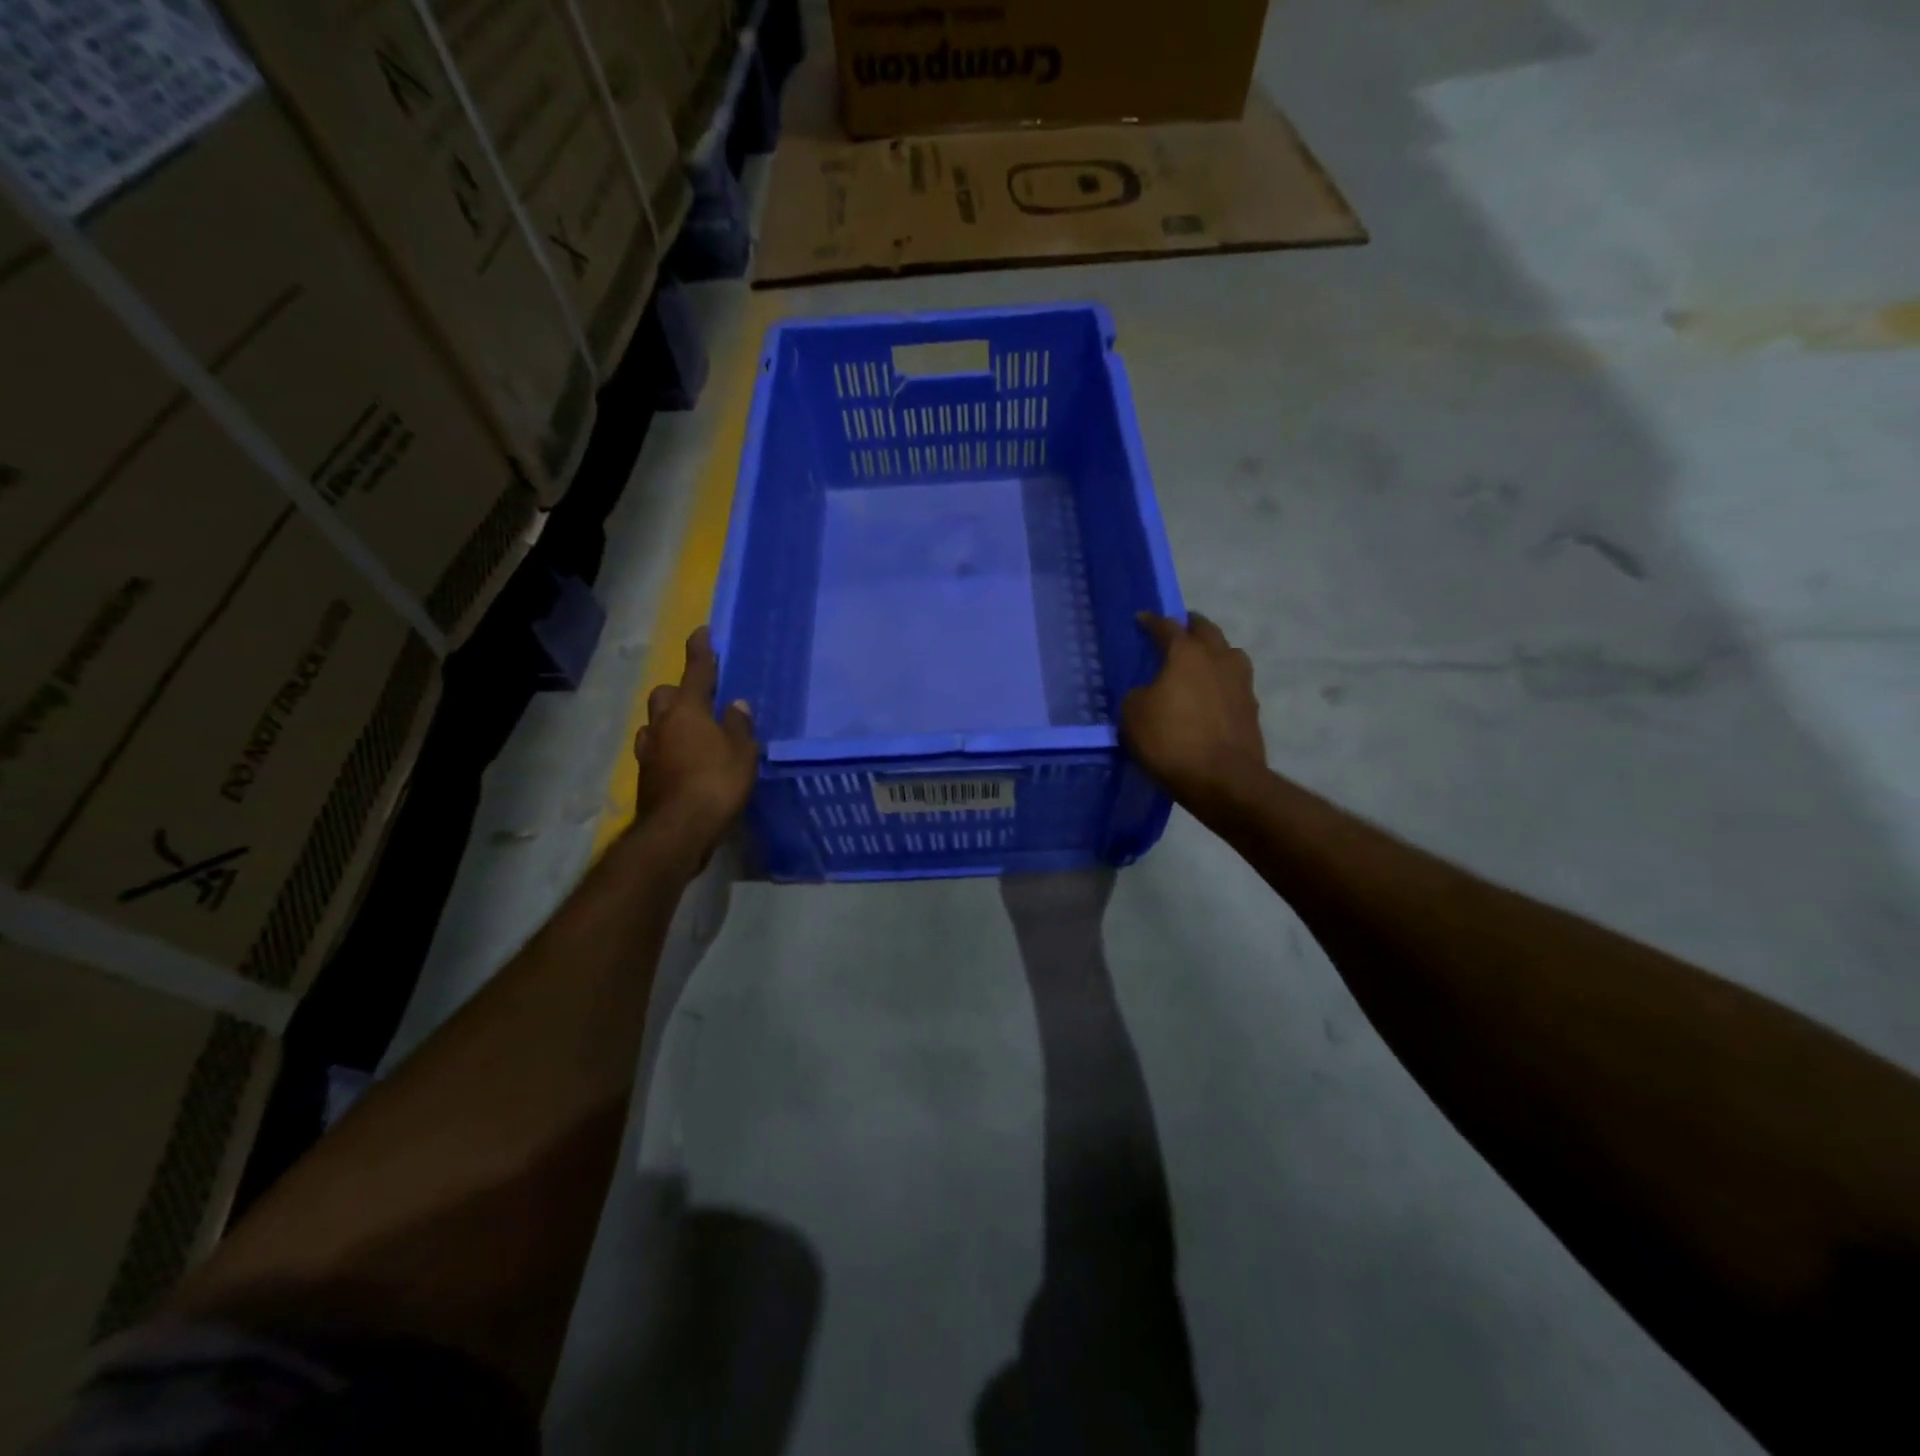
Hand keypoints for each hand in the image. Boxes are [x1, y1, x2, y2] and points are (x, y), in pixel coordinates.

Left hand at [634, 627, 758, 854]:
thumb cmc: (716, 783)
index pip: (696, 671)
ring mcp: (649, 752)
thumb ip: (739, 726)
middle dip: (680, 691)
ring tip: (691, 733)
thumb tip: (736, 705)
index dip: (700, 651)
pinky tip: (683, 762)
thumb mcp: (742, 753)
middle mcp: (663, 725)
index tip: (702, 631)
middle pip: (665, 695)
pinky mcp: (646, 777)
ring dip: (669, 722)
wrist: (678, 831)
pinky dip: (668, 749)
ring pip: (655, 724)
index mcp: (688, 711)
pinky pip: (656, 751)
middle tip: (700, 699)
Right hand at [1121, 612, 1267, 813]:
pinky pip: (1234, 683)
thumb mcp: (1133, 716)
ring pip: (1228, 653)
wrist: (1222, 780)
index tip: (1142, 619)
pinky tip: (1212, 694)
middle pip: (1207, 630)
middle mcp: (1218, 659)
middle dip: (1191, 626)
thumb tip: (1149, 693)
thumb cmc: (1171, 741)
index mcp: (1187, 654)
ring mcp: (1241, 682)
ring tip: (1201, 660)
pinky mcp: (1251, 708)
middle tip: (1179, 628)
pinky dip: (1222, 681)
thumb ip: (1139, 695)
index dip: (1152, 622)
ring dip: (1214, 651)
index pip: (1167, 627)